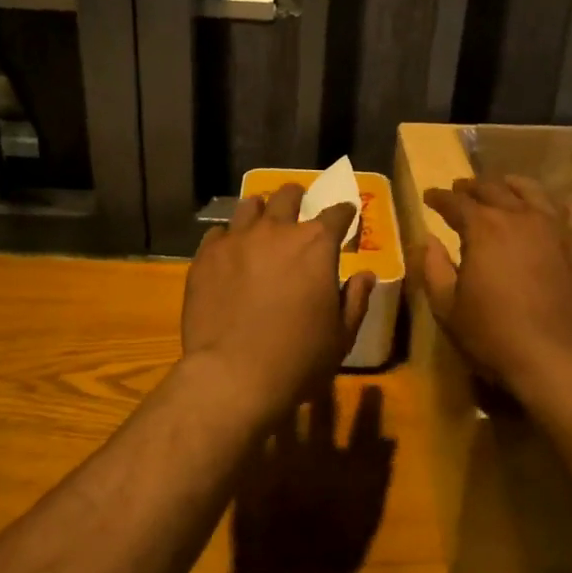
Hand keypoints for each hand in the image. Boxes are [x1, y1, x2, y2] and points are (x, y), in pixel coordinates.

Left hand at [182, 183, 376, 421]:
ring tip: (261, 222)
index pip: (337, 213)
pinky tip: (229, 253)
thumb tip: (366, 275)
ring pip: (249, 206)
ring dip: (261, 211)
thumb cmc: (298, 359)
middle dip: (298, 197)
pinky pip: (218, 233)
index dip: (344, 213)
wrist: (232, 376)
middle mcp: (276, 230)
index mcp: (316, 245)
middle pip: (288, 196)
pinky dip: (228, 238)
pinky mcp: (206, 256)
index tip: (345, 216)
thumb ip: (356, 300)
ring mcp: (237, 239)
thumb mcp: (341, 336)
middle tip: (298, 205)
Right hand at [420, 175, 571, 401]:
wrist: (564, 360)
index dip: (439, 198)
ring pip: (533, 191)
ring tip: (505, 187)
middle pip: (493, 189)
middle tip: (461, 189)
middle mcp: (520, 216)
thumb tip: (428, 241)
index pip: (455, 202)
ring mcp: (558, 226)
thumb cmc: (496, 337)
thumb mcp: (448, 309)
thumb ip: (434, 269)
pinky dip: (556, 205)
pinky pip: (571, 211)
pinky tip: (552, 210)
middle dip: (472, 187)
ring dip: (512, 186)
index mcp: (483, 228)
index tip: (430, 197)